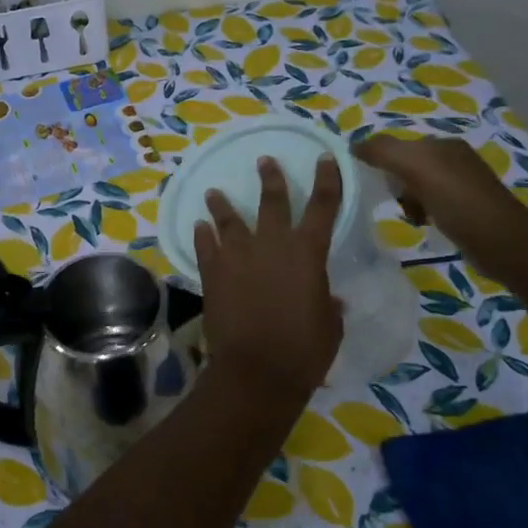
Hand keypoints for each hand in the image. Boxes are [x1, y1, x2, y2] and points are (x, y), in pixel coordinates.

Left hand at [194, 156, 343, 396]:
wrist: (256, 371)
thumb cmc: (304, 351)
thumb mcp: (329, 326)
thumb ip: (328, 305)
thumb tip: (328, 298)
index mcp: (308, 253)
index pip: (323, 206)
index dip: (327, 179)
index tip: (323, 157)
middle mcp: (272, 245)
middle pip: (272, 201)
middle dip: (270, 178)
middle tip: (264, 161)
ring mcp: (238, 256)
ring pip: (229, 219)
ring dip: (222, 204)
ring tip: (214, 192)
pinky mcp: (212, 273)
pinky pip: (205, 246)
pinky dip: (202, 234)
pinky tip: (199, 226)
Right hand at [353, 135, 527, 278]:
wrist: (504, 243)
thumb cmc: (458, 202)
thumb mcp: (417, 168)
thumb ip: (383, 151)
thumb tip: (353, 145)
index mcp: (442, 144)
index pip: (397, 144)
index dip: (378, 160)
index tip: (366, 182)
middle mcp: (453, 158)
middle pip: (405, 165)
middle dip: (393, 183)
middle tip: (391, 201)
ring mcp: (462, 184)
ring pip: (415, 186)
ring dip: (406, 200)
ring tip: (409, 216)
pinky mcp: (466, 208)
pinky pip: (429, 203)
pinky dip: (421, 212)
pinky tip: (423, 224)